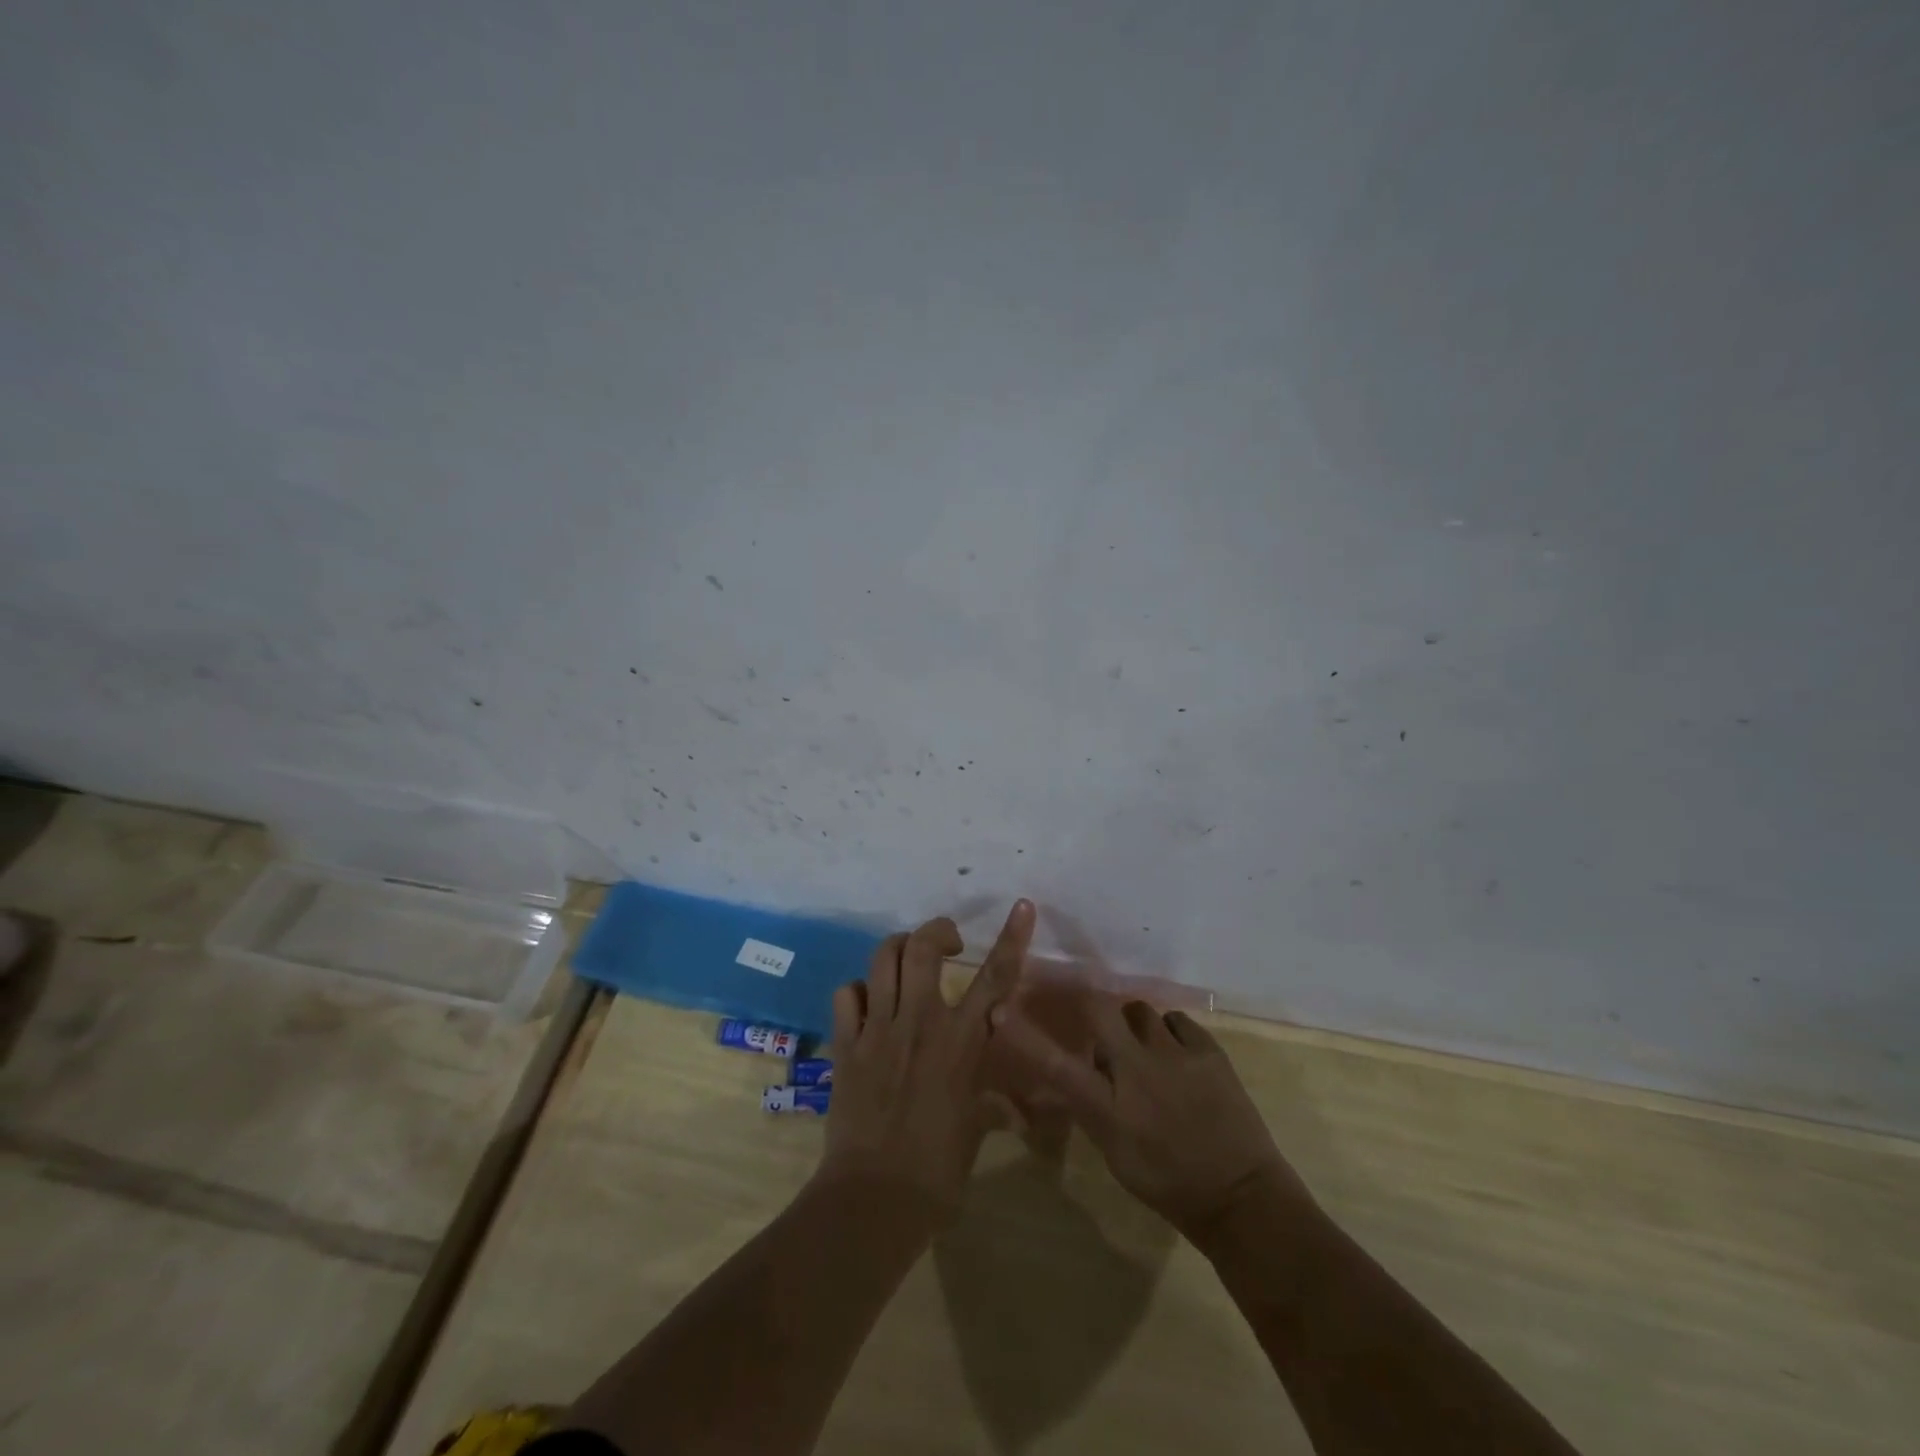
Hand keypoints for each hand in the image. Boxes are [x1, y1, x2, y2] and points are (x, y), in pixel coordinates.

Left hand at [818, 900, 1036, 1216]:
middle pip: (923, 947)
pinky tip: (868, 1005)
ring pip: (883, 958)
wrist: (874, 1198)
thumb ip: (992, 1106)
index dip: (1012, 938)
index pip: (995, 978)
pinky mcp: (847, 1043)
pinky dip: (859, 990)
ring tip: (908, 963)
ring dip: (899, 949)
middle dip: (938, 931)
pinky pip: (847, 994)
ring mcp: (878, 1029)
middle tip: (949, 944)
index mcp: (961, 1041)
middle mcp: (920, 1021)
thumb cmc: (937, 1171)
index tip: (1021, 907)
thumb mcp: (975, 1131)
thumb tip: (1017, 1113)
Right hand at [991, 994, 1307, 1237]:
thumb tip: (1083, 1068)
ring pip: (1140, 1010)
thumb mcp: (1115, 1153)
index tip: (1000, 1011)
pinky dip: (1170, 1032)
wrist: (1240, 1196)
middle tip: (1094, 1016)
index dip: (1024, 1037)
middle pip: (1099, 1010)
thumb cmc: (1169, 1184)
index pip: (1056, 1065)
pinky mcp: (1208, 1049)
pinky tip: (1176, 1054)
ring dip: (1134, 1024)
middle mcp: (1137, 1071)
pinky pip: (1176, 1020)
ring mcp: (1175, 1055)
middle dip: (1089, 1003)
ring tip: (1144, 1047)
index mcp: (1109, 1108)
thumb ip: (1093, 1106)